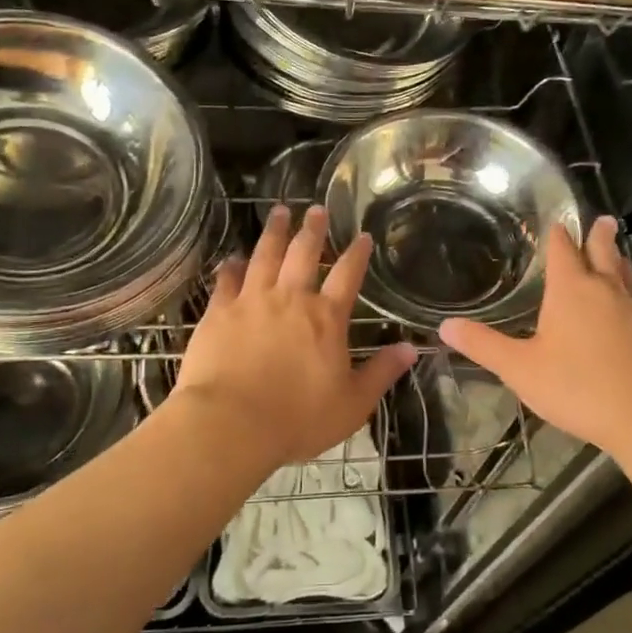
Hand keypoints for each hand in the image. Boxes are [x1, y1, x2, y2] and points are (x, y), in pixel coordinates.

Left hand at [174, 204, 416, 472]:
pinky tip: (232, 259)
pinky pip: (227, 281)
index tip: (362, 235)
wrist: (231, 423)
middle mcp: (290, 299)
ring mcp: (252, 301)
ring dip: (274, 232)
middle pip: (304, 254)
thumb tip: (412, 349)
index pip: (348, 276)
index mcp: (326, 318)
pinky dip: (231, 267)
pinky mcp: (219, 313)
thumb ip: (381, 372)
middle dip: (313, 230)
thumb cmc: (298, 418)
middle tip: (316, 209)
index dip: (357, 253)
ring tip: (279, 211)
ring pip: (265, 256)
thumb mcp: (352, 403)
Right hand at [440, 216, 631, 462]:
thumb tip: (445, 326)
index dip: (558, 236)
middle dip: (599, 237)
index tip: (558, 222)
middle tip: (602, 220)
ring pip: (625, 277)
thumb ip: (484, 346)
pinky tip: (627, 312)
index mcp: (572, 291)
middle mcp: (606, 292)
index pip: (564, 251)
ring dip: (618, 262)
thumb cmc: (580, 387)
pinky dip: (628, 296)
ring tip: (617, 254)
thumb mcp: (521, 369)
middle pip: (603, 254)